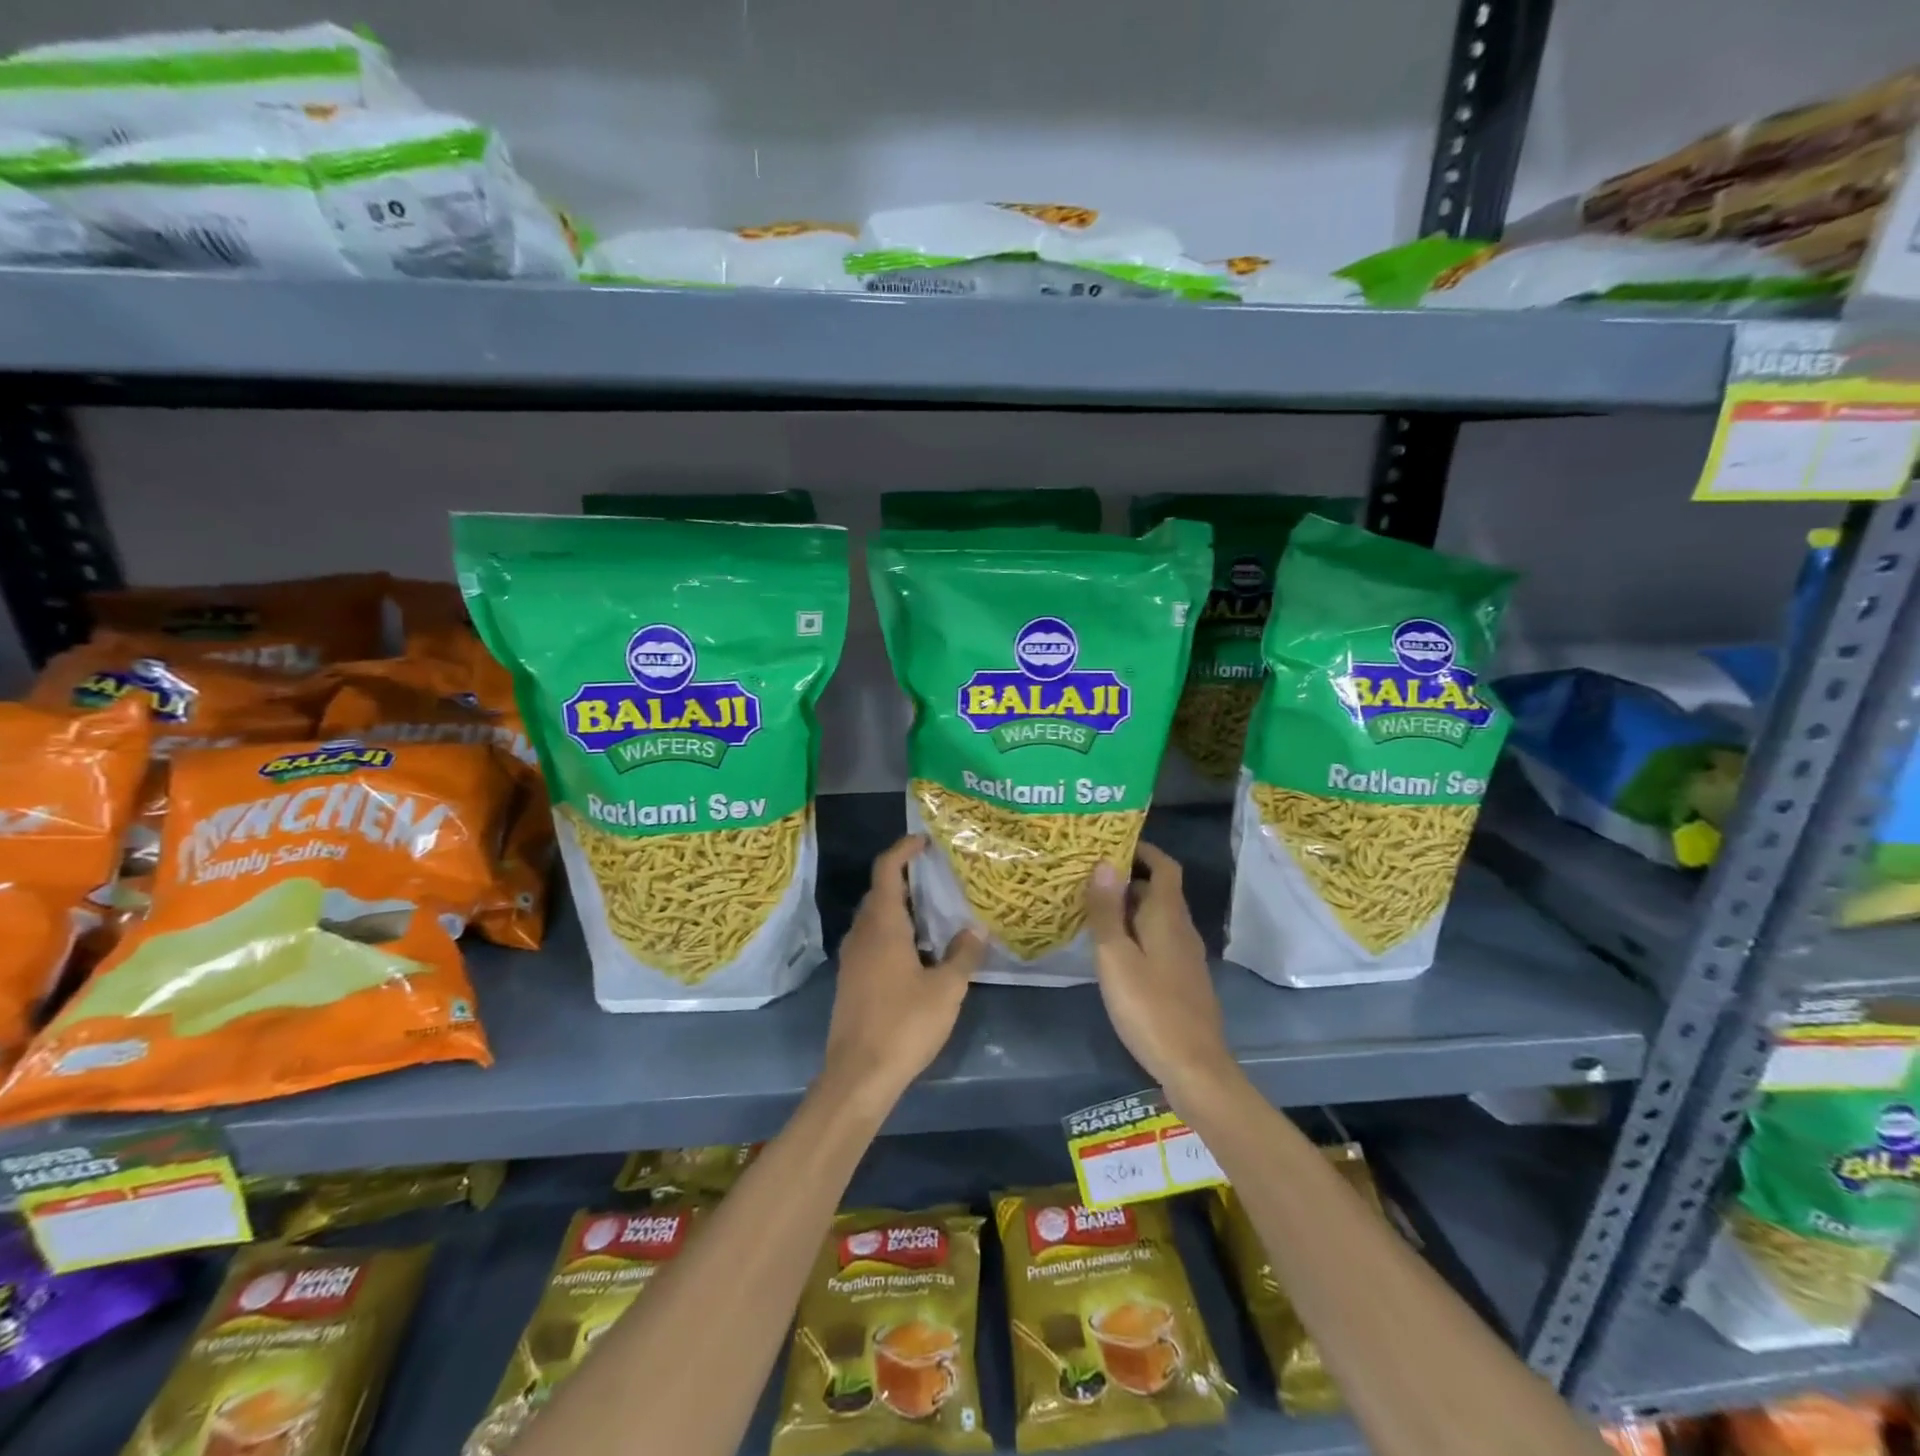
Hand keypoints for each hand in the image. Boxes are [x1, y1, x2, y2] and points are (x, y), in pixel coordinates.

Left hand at [822, 835, 983, 1107]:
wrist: (858, 1075)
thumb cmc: (903, 1024)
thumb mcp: (946, 989)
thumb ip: (963, 955)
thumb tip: (976, 930)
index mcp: (882, 925)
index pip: (886, 869)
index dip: (903, 849)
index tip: (924, 841)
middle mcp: (861, 933)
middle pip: (879, 891)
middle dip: (906, 878)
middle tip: (939, 877)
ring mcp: (852, 957)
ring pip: (875, 918)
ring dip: (900, 907)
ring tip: (935, 911)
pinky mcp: (851, 979)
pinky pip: (872, 940)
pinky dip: (893, 932)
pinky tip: (918, 951)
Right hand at [1084, 841, 1234, 1100]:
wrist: (1194, 1067)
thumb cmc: (1149, 1007)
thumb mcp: (1116, 957)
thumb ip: (1106, 911)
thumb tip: (1103, 862)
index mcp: (1168, 916)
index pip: (1164, 867)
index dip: (1143, 850)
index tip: (1113, 843)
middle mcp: (1182, 929)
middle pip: (1159, 891)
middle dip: (1128, 878)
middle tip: (1090, 876)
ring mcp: (1186, 957)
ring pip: (1158, 917)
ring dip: (1131, 907)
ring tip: (1094, 909)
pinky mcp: (1183, 980)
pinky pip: (1159, 940)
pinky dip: (1138, 932)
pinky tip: (1114, 951)